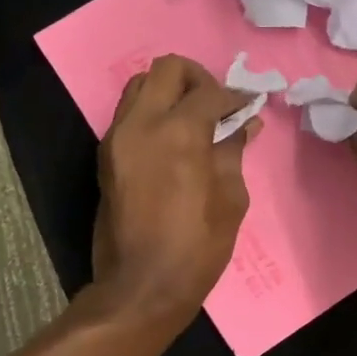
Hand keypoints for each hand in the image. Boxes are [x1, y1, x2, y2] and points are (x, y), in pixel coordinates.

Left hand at [93, 55, 259, 321]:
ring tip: (194, 118)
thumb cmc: (197, 247)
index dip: (235, 96)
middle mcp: (141, 124)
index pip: (209, 91)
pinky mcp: (106, 155)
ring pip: (140, 86)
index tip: (249, 106)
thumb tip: (244, 124)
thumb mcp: (230, 198)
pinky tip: (175, 138)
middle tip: (216, 103)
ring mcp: (117, 138)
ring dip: (170, 92)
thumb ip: (233, 152)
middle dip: (197, 78)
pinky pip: (130, 113)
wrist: (141, 286)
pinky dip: (153, 112)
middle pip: (166, 69)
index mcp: (178, 133)